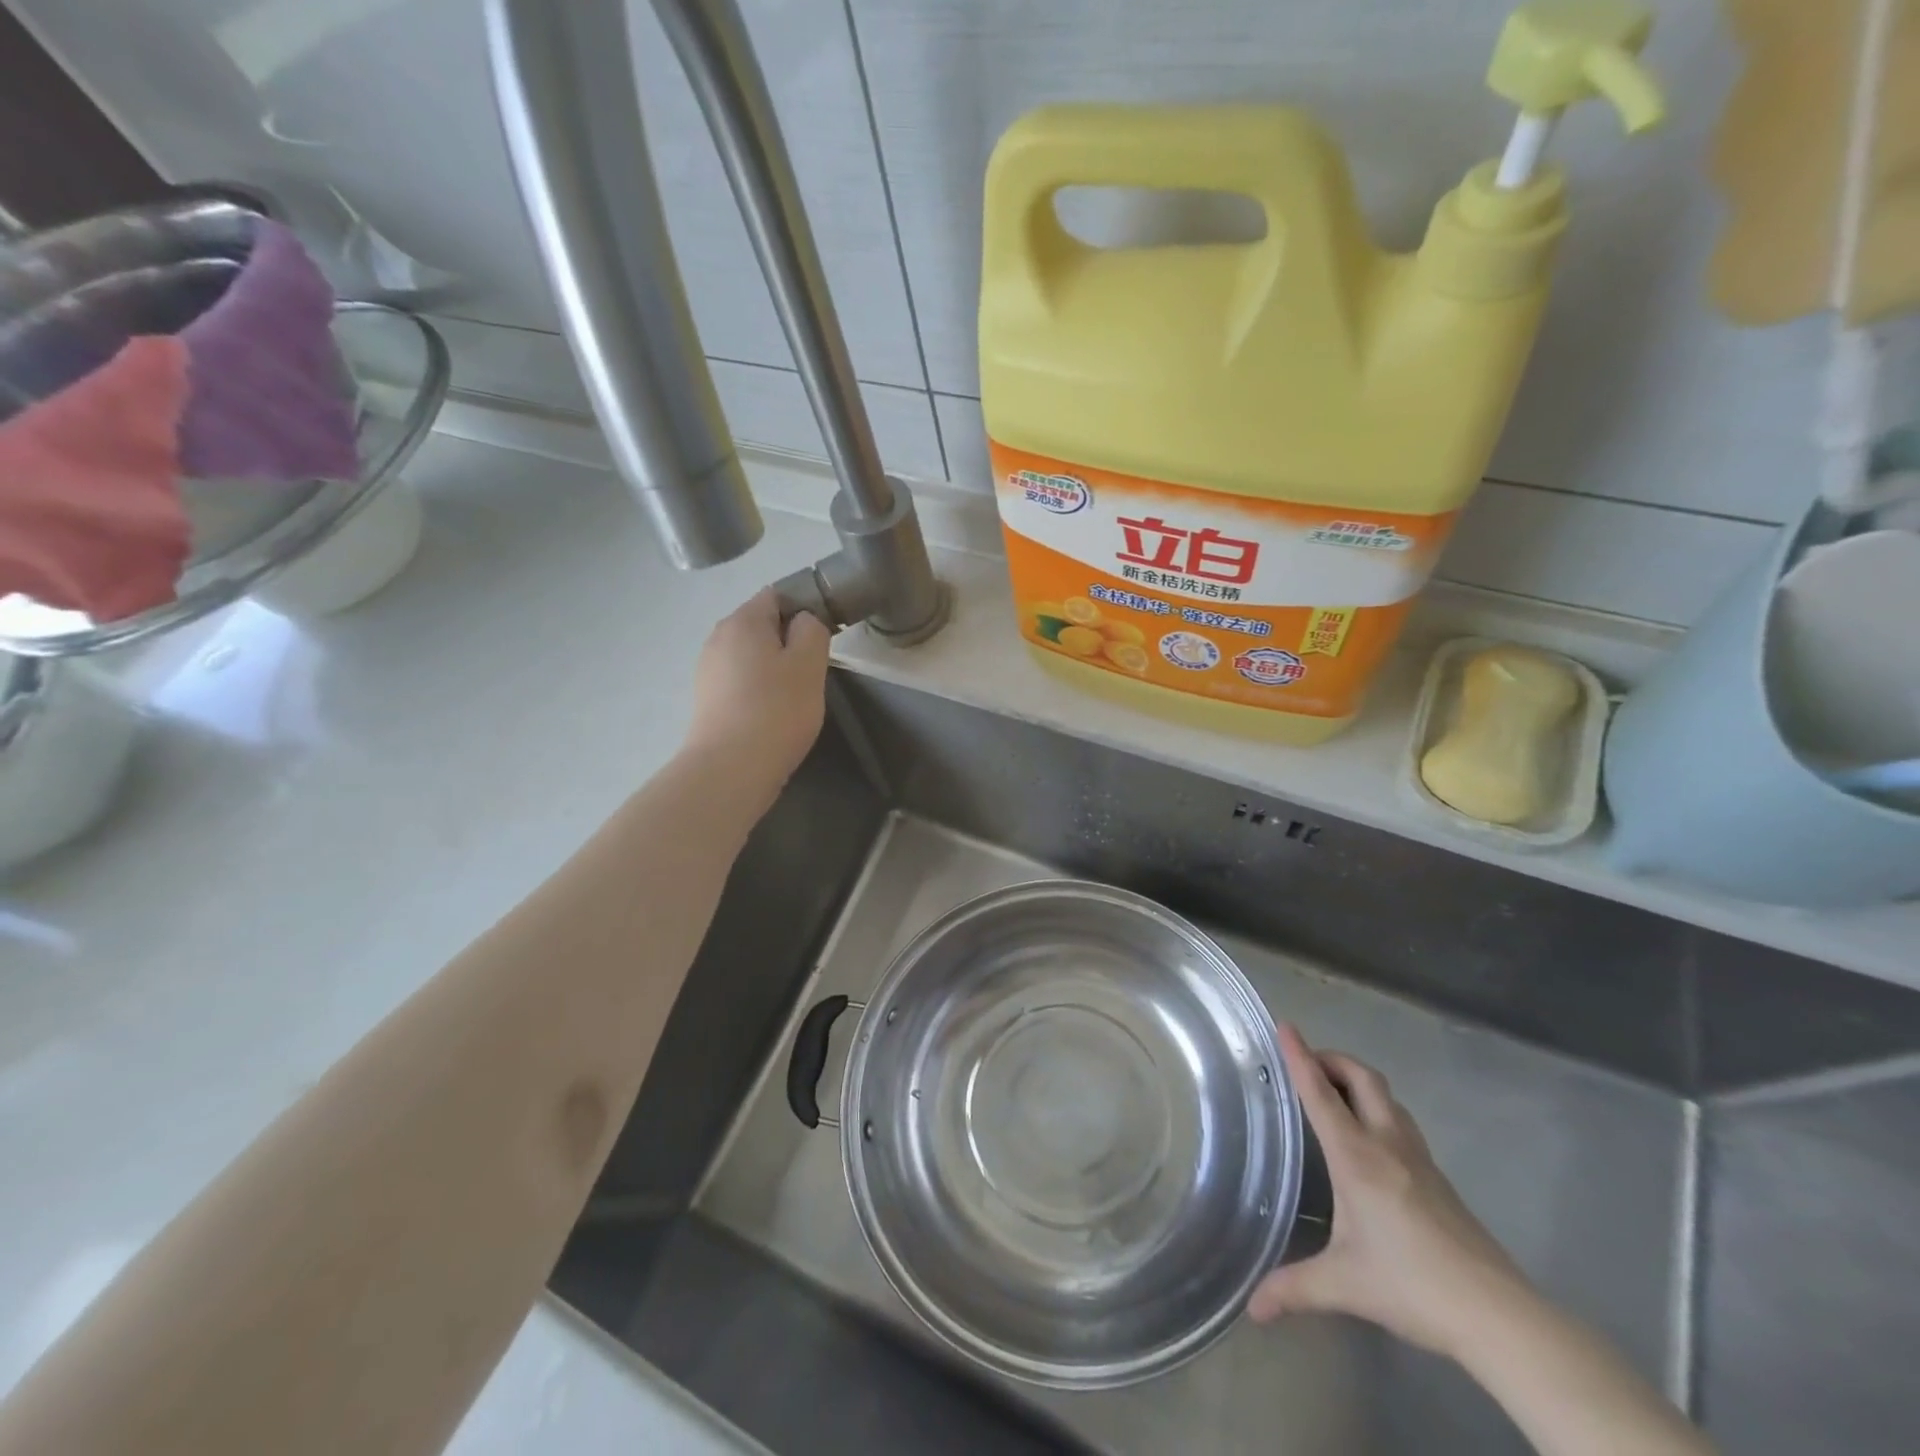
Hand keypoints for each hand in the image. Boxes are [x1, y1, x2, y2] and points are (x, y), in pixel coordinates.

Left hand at [686, 589, 831, 804]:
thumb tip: (803, 620)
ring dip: (774, 668)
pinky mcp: (706, 700)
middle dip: (788, 642)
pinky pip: (740, 682)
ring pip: (750, 656)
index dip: (804, 608)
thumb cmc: (777, 710)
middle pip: (761, 626)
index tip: (824, 638)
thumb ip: (812, 630)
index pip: (777, 594)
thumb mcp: (810, 664)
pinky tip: (772, 715)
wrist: (731, 768)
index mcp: (743, 620)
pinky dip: (758, 690)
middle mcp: (718, 637)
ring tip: (794, 697)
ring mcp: (707, 669)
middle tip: (813, 672)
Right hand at [1249, 1025, 1529, 1360]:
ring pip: (1387, 1096)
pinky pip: (1400, 1121)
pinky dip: (1376, 1108)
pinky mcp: (1438, 1177)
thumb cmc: (1413, 1286)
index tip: (1284, 1025)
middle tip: (1307, 1063)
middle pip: (1362, 1078)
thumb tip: (1252, 1308)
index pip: (1321, 1093)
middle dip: (1333, 1058)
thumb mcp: (1344, 1285)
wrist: (1498, 1315)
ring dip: (1358, 1081)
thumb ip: (1293, 1289)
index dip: (1300, 1056)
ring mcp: (1418, 1158)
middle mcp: (1387, 1144)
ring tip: (1334, 1094)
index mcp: (1357, 1157)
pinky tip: (1370, 1140)